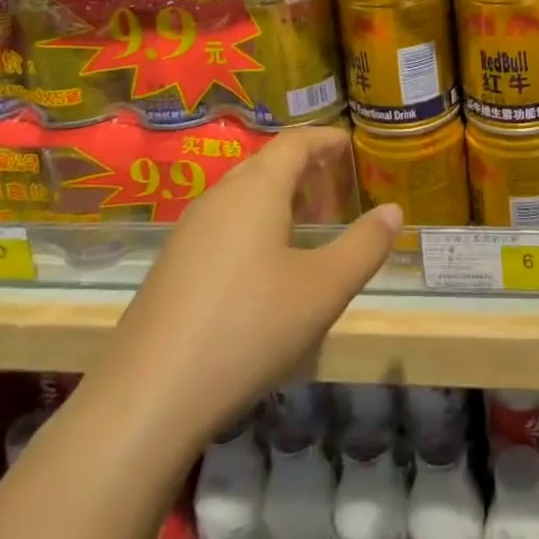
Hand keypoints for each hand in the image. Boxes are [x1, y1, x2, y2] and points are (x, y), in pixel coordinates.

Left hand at [104, 125, 400, 436]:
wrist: (146, 398)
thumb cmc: (248, 328)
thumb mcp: (323, 290)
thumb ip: (363, 246)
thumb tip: (392, 210)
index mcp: (256, 188)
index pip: (295, 142)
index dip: (325, 139)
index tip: (350, 146)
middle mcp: (219, 196)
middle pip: (267, 165)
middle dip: (304, 170)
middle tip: (336, 192)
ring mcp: (189, 231)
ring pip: (242, 196)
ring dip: (278, 200)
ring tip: (306, 229)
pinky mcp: (171, 266)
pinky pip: (223, 224)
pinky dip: (253, 226)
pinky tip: (263, 270)